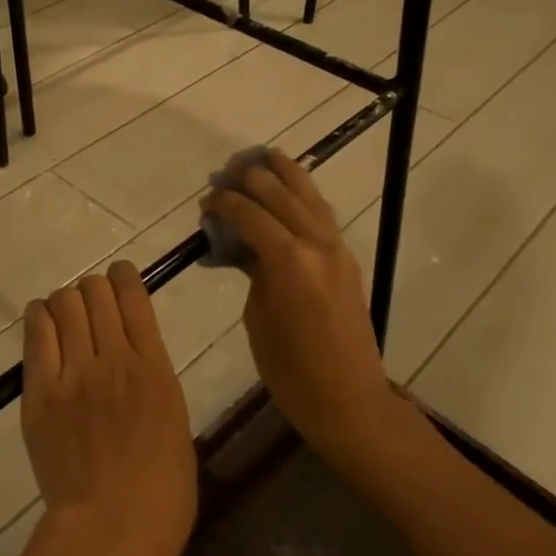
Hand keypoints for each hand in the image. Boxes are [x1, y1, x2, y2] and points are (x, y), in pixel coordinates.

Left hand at [21, 262, 195, 555]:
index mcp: (154, 367)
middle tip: (90, 303)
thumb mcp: (175, 420)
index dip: (124, 277)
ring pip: (64, 305)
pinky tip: (42, 321)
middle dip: (93, 289)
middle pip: (95, 293)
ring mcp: (74, 373)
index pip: (133, 297)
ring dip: (66, 301)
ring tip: (65, 314)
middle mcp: (113, 358)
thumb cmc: (162, 488)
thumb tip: (136, 359)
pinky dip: (39, 317)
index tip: (119, 277)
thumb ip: (153, 380)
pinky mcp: (40, 392)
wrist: (113, 526)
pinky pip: (36, 334)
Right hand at [202, 151, 397, 455]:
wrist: (349, 399)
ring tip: (265, 156)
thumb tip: (244, 247)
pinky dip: (304, 196)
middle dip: (252, 178)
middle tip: (227, 172)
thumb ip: (253, 272)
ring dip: (286, 175)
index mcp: (289, 261)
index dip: (225, 204)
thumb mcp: (258, 318)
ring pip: (310, 197)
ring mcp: (337, 250)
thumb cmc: (292, 371)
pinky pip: (322, 216)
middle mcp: (317, 245)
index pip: (251, 216)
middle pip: (281, 195)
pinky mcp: (346, 261)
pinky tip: (292, 192)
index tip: (206, 200)